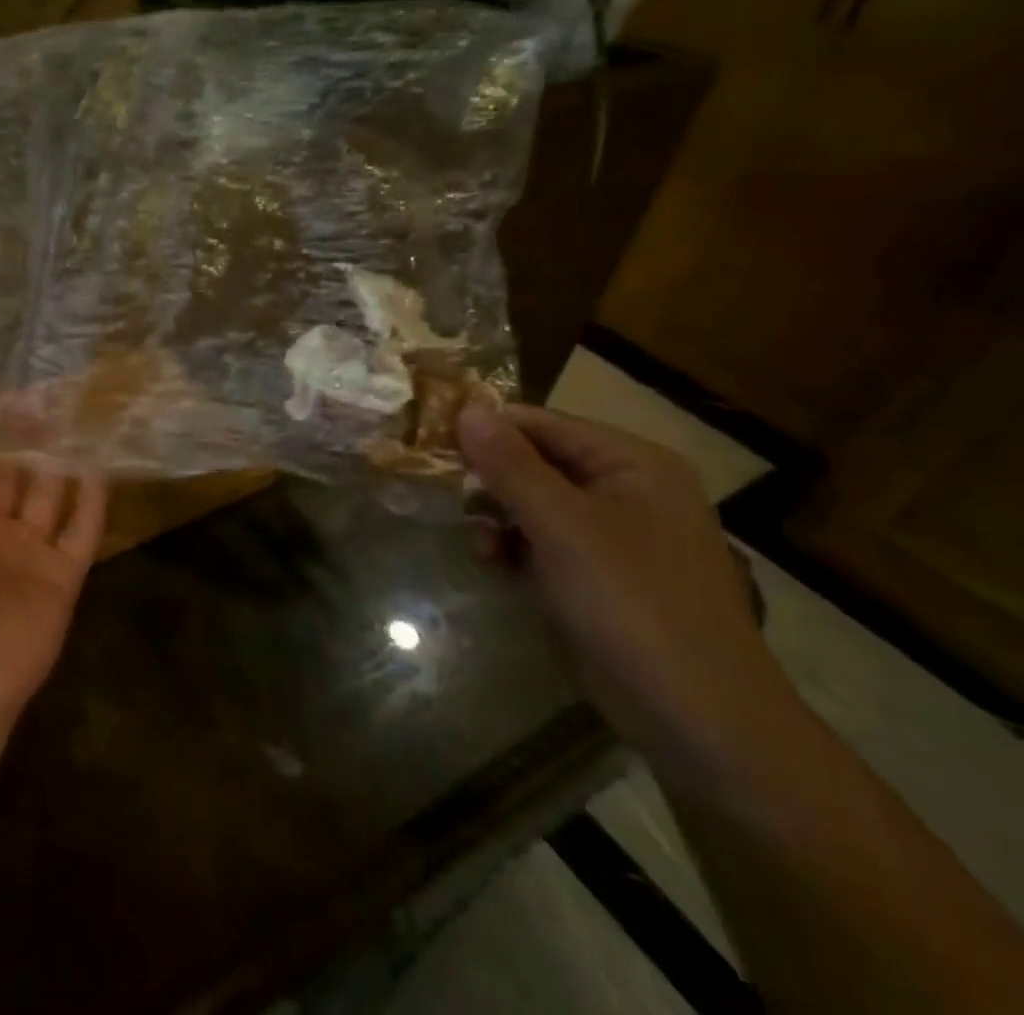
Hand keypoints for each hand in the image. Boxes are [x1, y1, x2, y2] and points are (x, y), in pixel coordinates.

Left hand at [0, 421, 107, 764]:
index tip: (14, 393)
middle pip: (22, 477)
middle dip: (34, 441)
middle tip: (54, 398)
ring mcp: (33, 554)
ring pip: (54, 498)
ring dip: (64, 464)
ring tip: (81, 421)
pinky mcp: (64, 578)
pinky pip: (82, 534)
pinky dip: (93, 504)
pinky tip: (101, 468)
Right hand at [456, 401, 795, 776]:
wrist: (697, 721)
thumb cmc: (631, 605)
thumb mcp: (561, 526)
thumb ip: (510, 464)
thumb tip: (466, 407)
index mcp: (632, 464)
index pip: (540, 423)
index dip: (486, 430)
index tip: (432, 446)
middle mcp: (625, 489)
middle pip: (535, 461)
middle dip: (489, 480)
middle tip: (449, 498)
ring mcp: (613, 534)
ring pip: (532, 502)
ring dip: (496, 517)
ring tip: (479, 545)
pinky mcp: (599, 574)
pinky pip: (543, 540)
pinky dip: (514, 546)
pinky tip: (493, 564)